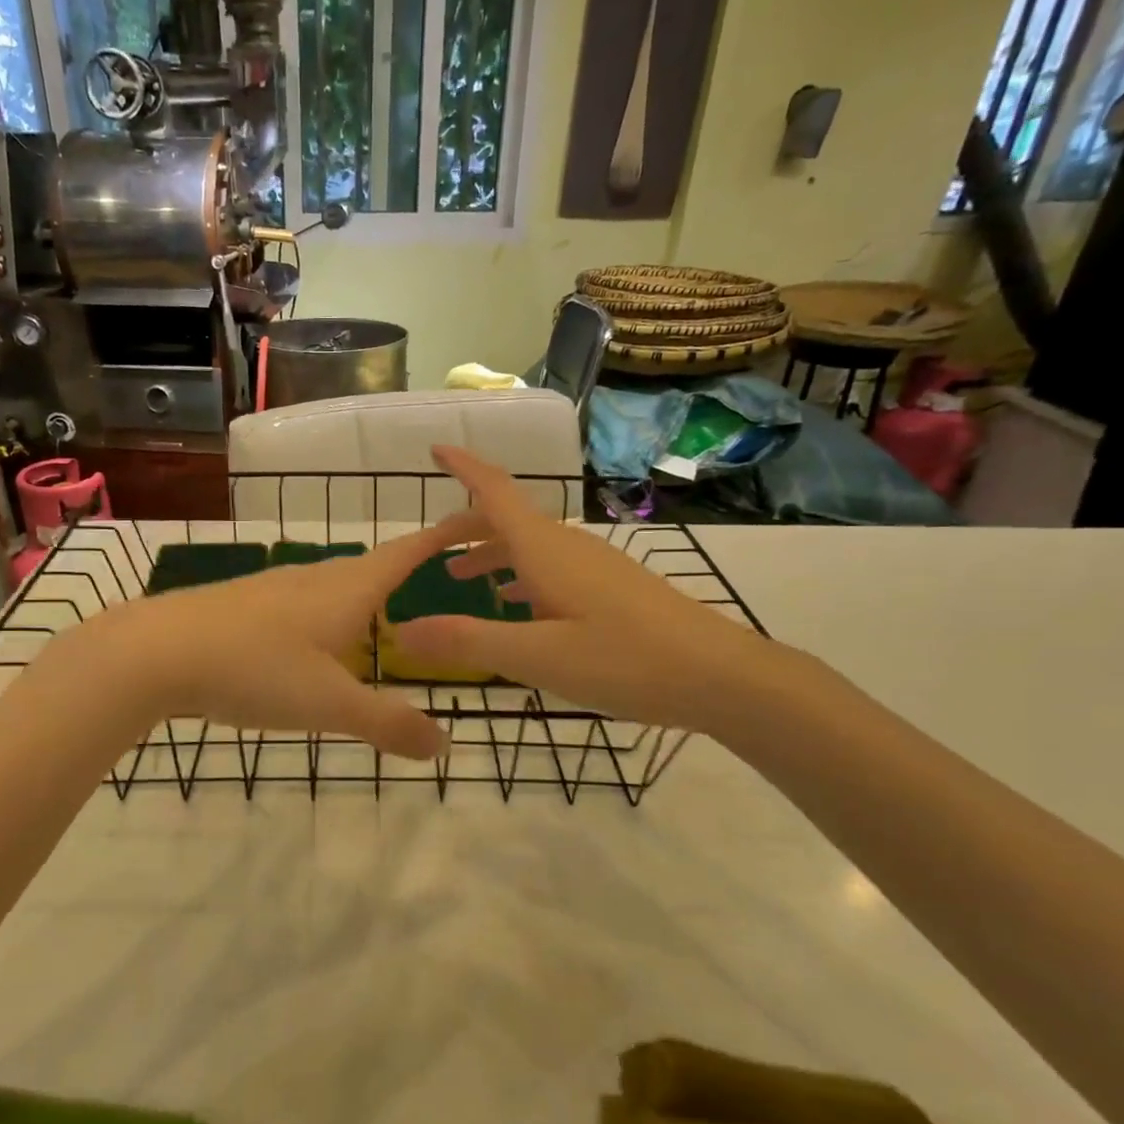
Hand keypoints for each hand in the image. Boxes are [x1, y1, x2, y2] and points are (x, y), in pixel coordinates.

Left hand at [43, 516, 476, 759]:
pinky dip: (329, 615)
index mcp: (347, 589)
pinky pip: (304, 604)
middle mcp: (315, 578)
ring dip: (366, 595)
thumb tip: (446, 745)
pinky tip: (315, 643)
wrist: (154, 652)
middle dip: (410, 568)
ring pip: (335, 585)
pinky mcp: (245, 605)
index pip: (411, 551)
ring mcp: (275, 589)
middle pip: (374, 565)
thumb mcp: (328, 705)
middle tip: (439, 578)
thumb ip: (387, 724)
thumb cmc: (253, 668)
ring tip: (384, 617)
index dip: (447, 533)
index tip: (481, 515)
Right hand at [390, 446, 785, 733]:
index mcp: (546, 550)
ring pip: (531, 547)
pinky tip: (520, 607)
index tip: (435, 448)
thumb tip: (402, 630)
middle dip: (467, 526)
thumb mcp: (537, 657)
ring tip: (463, 580)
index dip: (464, 467)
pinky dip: (523, 578)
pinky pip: (553, 569)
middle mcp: (568, 547)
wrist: (721, 675)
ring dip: (493, 555)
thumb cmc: (626, 660)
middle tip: (432, 548)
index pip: (495, 493)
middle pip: (509, 519)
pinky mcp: (612, 589)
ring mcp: (594, 567)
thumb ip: (468, 641)